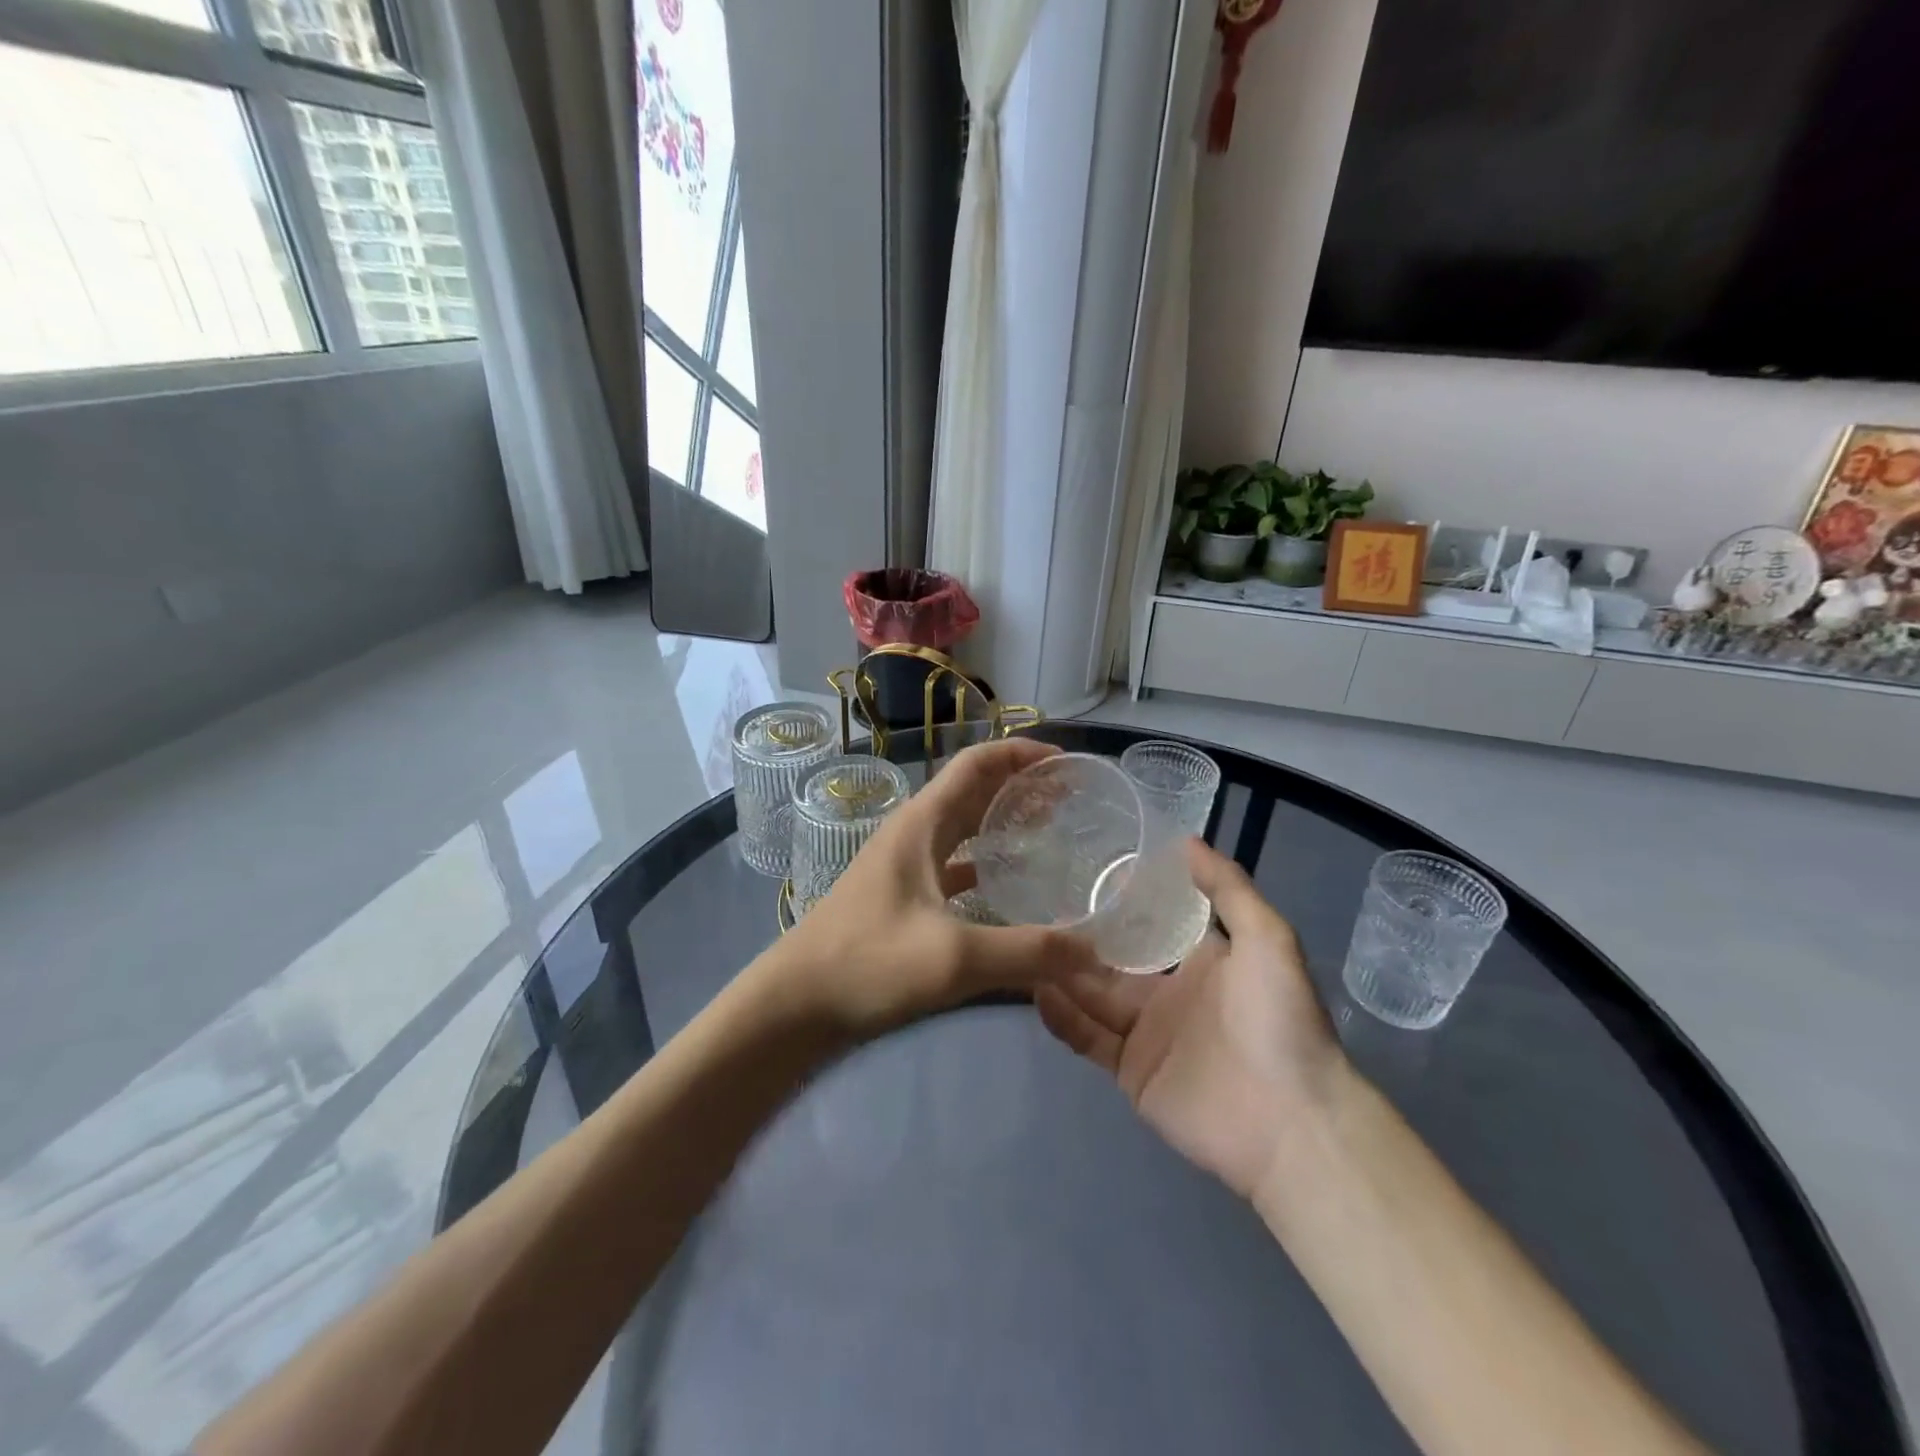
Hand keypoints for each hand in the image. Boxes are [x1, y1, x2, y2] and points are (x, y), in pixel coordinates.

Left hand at [765, 737, 1105, 1039]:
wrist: (794, 1005)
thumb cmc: (867, 963)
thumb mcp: (954, 957)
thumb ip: (1028, 952)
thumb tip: (1096, 951)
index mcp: (922, 824)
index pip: (976, 764)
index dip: (1020, 753)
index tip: (1064, 762)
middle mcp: (913, 834)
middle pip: (973, 792)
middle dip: (1020, 787)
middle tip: (1071, 800)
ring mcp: (904, 867)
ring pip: (963, 830)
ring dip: (1003, 824)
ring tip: (1050, 835)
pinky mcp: (902, 899)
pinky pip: (953, 867)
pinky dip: (984, 866)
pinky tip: (1009, 889)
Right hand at [1035, 839, 1348, 1198]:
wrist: (1291, 1122)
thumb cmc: (1279, 1021)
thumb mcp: (1267, 939)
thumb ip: (1227, 889)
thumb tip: (1185, 840)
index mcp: (1201, 961)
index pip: (1152, 923)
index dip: (1122, 901)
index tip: (1086, 872)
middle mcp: (1169, 993)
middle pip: (1113, 960)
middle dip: (1079, 938)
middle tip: (1038, 909)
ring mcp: (1147, 1035)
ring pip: (1092, 996)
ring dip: (1061, 974)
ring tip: (1025, 945)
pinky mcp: (1130, 1072)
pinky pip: (1088, 1038)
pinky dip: (1063, 1017)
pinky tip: (1036, 991)